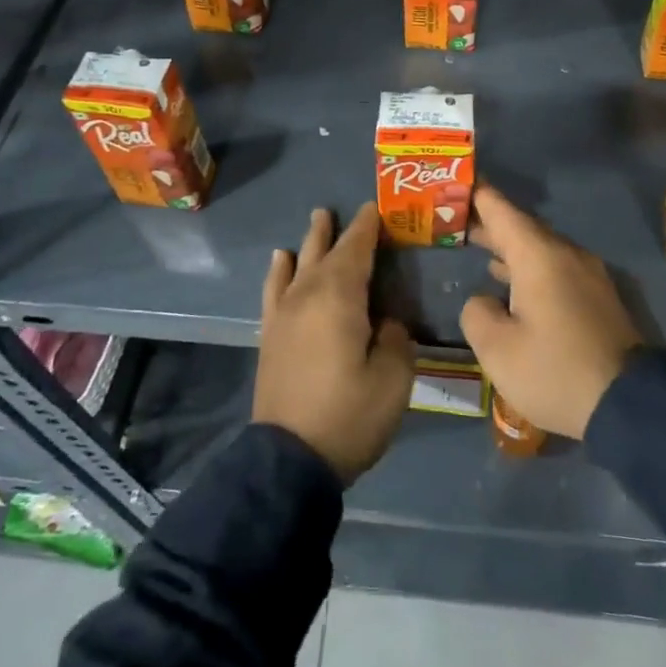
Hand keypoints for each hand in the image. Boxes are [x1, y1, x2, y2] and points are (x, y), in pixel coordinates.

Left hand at [254, 205, 414, 483]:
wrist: (290, 459)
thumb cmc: (349, 415)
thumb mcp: (394, 378)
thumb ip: (394, 338)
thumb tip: (384, 322)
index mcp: (340, 297)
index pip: (356, 249)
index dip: (368, 227)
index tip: (377, 207)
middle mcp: (307, 295)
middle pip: (325, 252)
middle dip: (338, 230)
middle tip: (347, 210)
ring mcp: (284, 315)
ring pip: (298, 265)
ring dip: (310, 242)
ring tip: (317, 220)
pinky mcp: (270, 336)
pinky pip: (274, 290)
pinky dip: (279, 271)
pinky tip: (281, 261)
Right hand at [459, 183, 642, 439]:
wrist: (629, 404)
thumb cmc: (554, 371)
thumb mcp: (497, 349)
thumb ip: (477, 313)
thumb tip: (484, 301)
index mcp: (539, 256)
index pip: (502, 211)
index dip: (478, 194)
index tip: (458, 181)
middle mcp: (566, 255)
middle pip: (522, 227)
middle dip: (490, 222)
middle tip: (456, 218)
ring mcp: (587, 275)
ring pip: (540, 249)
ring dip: (510, 247)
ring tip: (478, 246)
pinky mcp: (598, 298)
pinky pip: (555, 268)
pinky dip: (529, 267)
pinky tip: (512, 283)